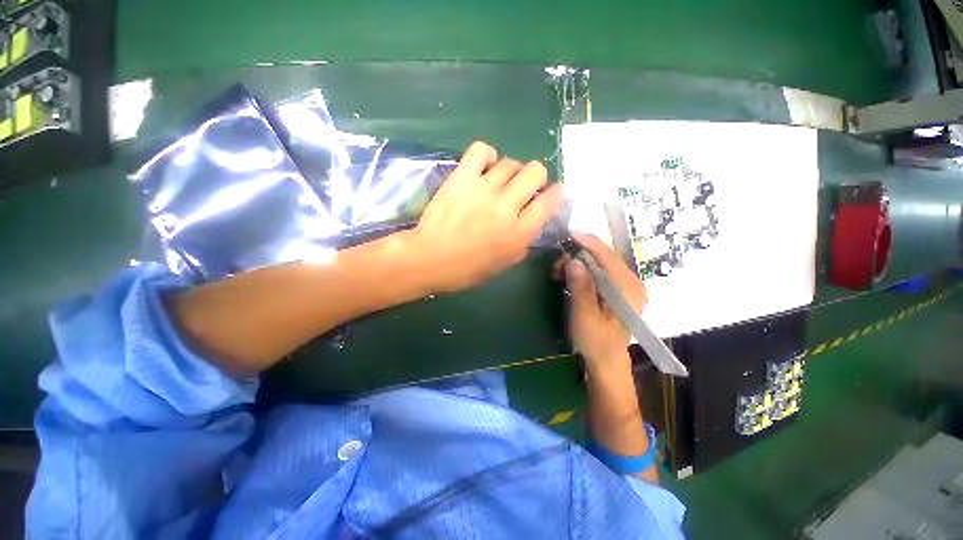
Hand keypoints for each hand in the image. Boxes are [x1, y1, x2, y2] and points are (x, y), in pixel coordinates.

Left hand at [403, 141, 563, 293]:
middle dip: (536, 177)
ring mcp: (483, 189)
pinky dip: (487, 155)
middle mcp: (506, 206)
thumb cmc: (467, 269)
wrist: (430, 259)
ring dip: (511, 171)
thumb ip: (523, 242)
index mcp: (519, 233)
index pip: (550, 201)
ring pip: (511, 162)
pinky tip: (484, 167)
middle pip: (535, 172)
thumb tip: (531, 222)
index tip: (551, 193)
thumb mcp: (504, 264)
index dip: (556, 193)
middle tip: (524, 187)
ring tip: (499, 181)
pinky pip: (481, 150)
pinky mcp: (462, 178)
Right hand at [553, 233, 646, 373]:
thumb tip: (573, 260)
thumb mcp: (585, 316)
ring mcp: (626, 285)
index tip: (569, 234)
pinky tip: (569, 277)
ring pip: (600, 262)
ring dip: (578, 263)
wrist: (606, 360)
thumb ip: (581, 288)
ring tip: (559, 273)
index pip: (608, 256)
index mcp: (628, 288)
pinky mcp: (617, 290)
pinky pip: (599, 271)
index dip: (588, 242)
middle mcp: (631, 282)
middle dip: (579, 254)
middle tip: (557, 266)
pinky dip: (583, 270)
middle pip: (604, 256)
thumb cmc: (596, 341)